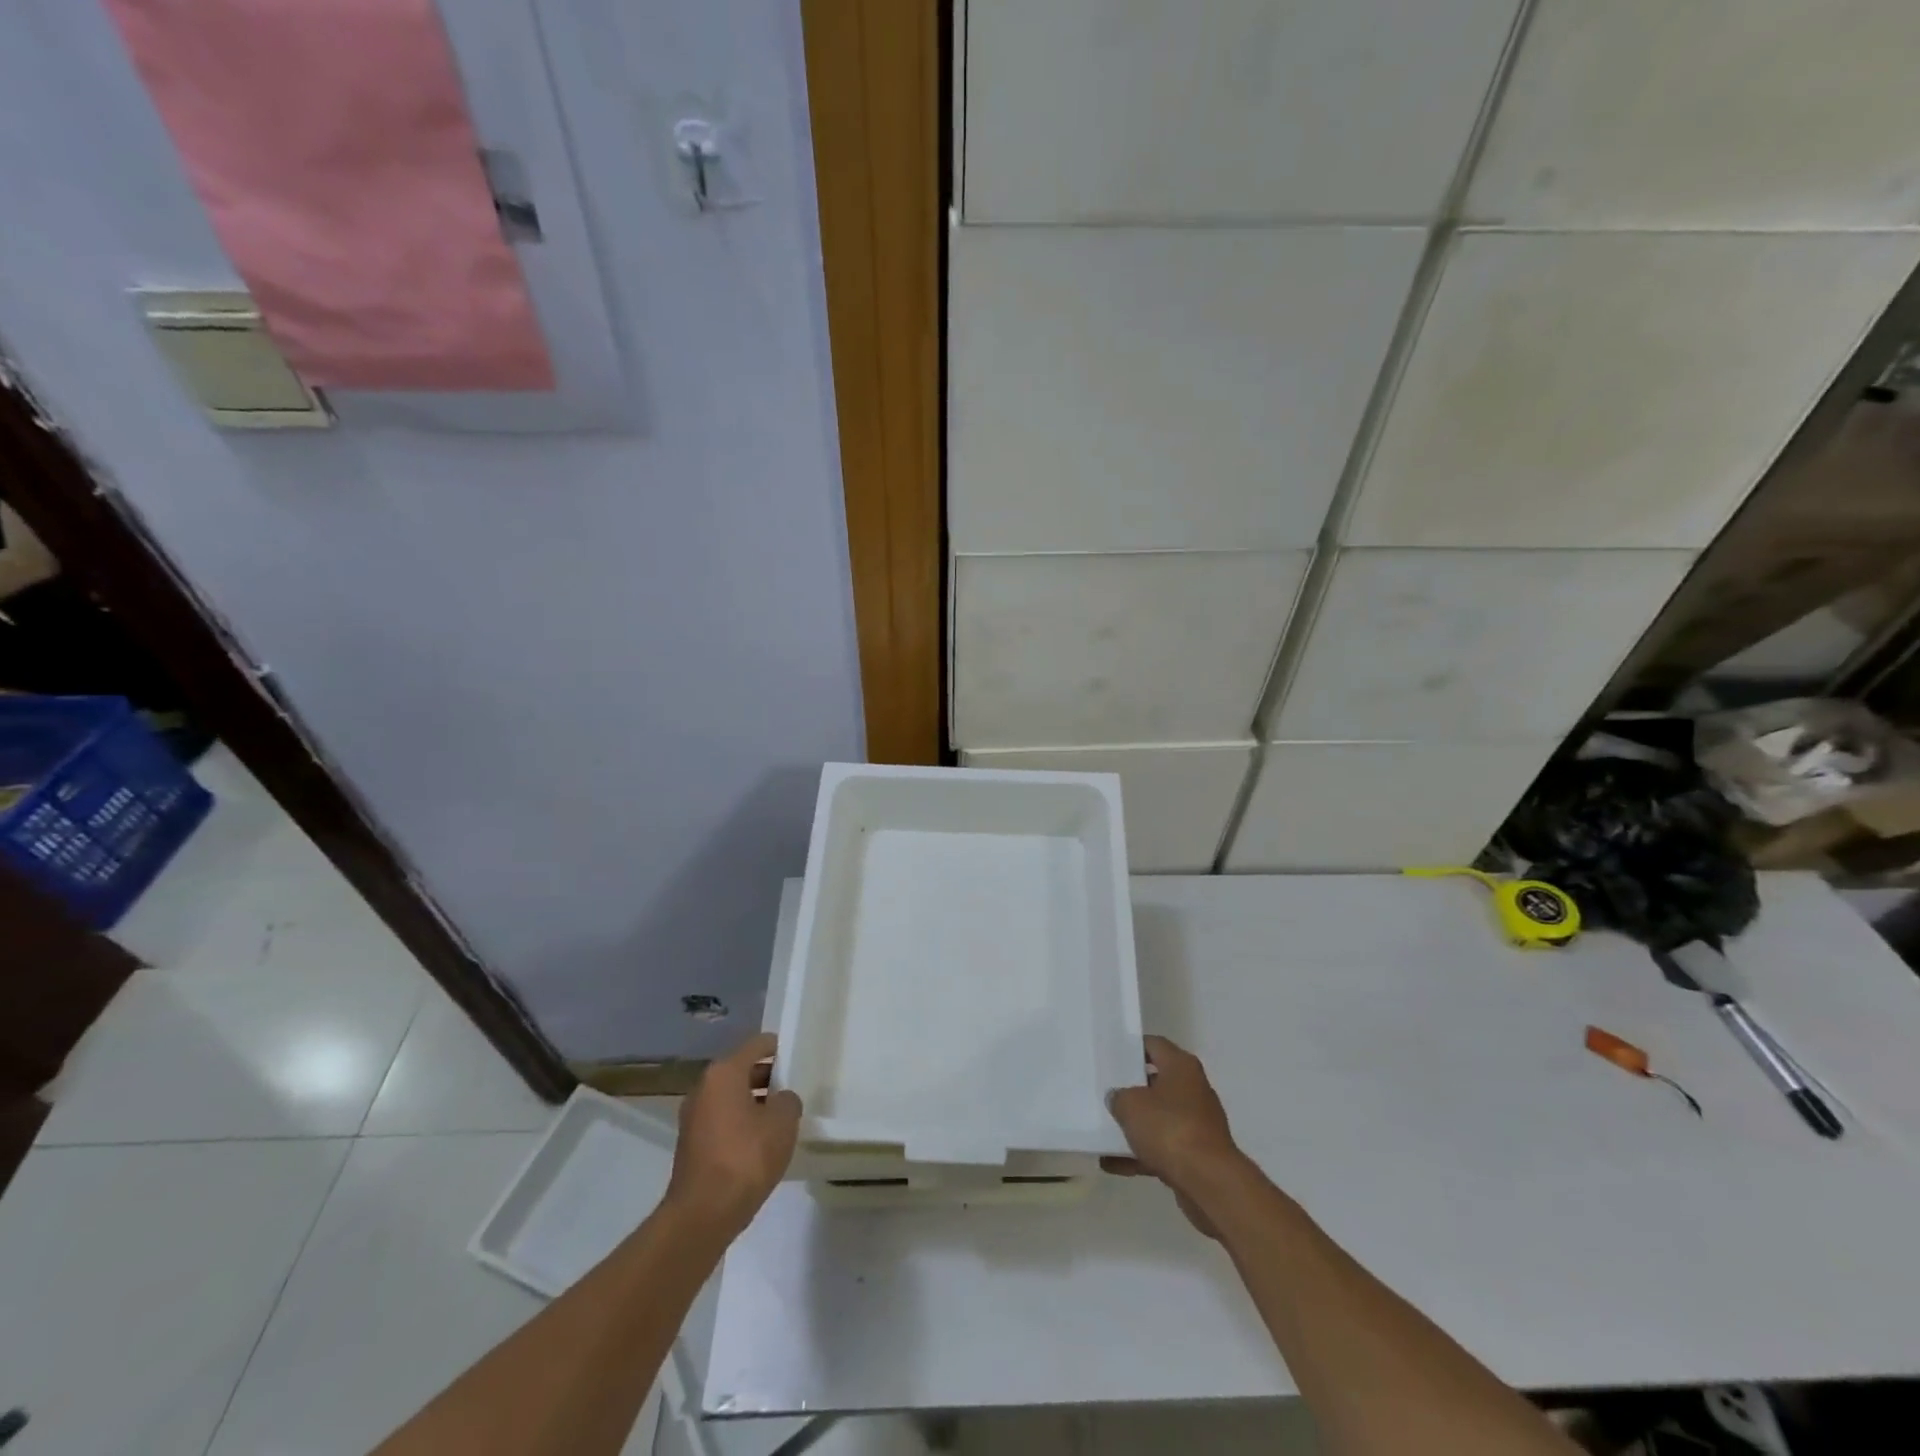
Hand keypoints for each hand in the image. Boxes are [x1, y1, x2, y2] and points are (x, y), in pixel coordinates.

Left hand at [667, 1032, 801, 1235]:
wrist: (702, 1215)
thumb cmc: (745, 1157)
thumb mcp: (783, 1122)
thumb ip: (788, 1101)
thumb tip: (780, 1100)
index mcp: (724, 1073)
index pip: (757, 1045)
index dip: (779, 1048)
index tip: (797, 1058)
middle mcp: (704, 1087)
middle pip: (742, 1070)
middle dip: (768, 1078)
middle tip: (793, 1090)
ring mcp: (693, 1117)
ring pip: (731, 1097)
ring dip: (754, 1102)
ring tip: (780, 1118)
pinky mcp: (691, 1144)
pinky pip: (723, 1120)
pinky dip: (741, 1123)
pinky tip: (760, 1143)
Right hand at [1104, 1035, 1246, 1237]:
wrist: (1209, 1183)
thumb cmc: (1170, 1129)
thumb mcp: (1131, 1105)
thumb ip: (1119, 1097)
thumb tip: (1118, 1098)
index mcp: (1181, 1066)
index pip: (1153, 1045)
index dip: (1131, 1048)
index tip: (1110, 1057)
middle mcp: (1193, 1089)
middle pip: (1156, 1082)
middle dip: (1131, 1089)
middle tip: (1104, 1091)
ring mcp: (1196, 1123)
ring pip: (1159, 1117)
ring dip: (1135, 1125)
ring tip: (1103, 1130)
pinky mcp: (1196, 1154)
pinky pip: (1162, 1147)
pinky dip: (1141, 1154)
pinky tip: (1113, 1164)